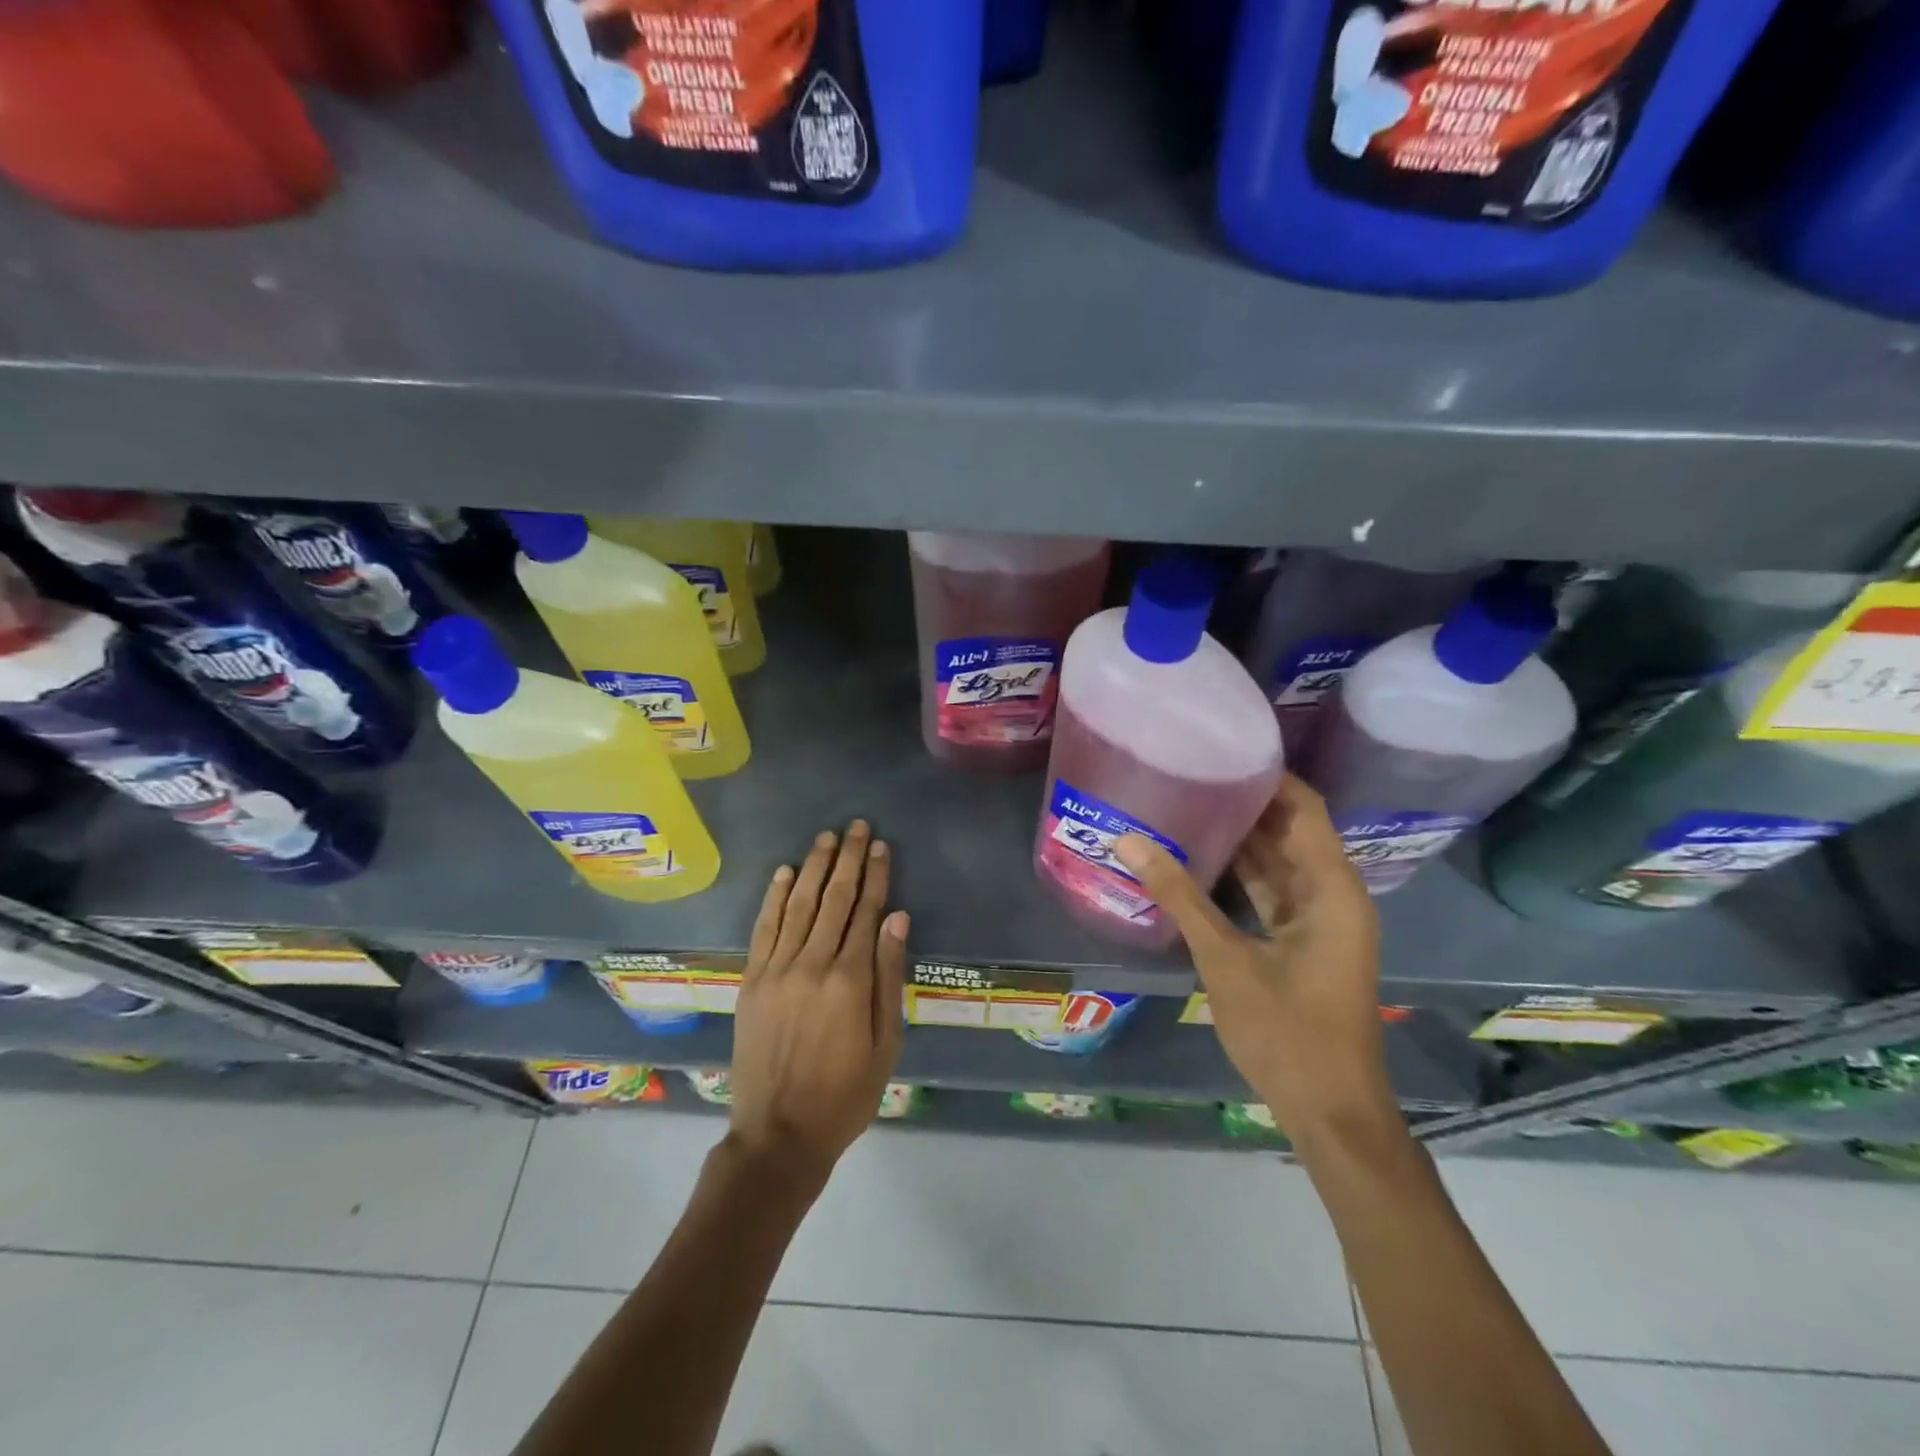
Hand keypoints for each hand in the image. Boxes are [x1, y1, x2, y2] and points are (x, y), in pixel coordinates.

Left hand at [728, 820, 908, 1185]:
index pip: (866, 912)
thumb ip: (890, 976)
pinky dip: (775, 897)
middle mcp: (812, 963)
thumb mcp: (886, 1042)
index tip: (881, 846)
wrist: (778, 1135)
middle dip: (848, 859)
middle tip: (857, 827)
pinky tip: (786, 873)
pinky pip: (764, 928)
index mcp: (850, 980)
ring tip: (827, 838)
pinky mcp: (752, 980)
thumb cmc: (845, 1094)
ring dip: (814, 867)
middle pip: (834, 899)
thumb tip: (897, 918)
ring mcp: (776, 969)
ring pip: (799, 905)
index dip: (876, 876)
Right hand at [1114, 777, 1395, 1143]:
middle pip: (1289, 830)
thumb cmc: (1288, 1032)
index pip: (1303, 808)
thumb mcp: (1225, 959)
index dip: (1267, 775)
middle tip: (1188, 772)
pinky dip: (1238, 874)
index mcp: (1331, 889)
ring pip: (1277, 862)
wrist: (1330, 1112)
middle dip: (1243, 802)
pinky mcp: (1301, 942)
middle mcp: (1332, 894)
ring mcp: (1318, 920)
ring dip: (1238, 838)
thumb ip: (1178, 897)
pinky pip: (1269, 892)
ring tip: (1184, 802)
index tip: (1219, 748)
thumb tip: (1128, 842)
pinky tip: (1195, 858)